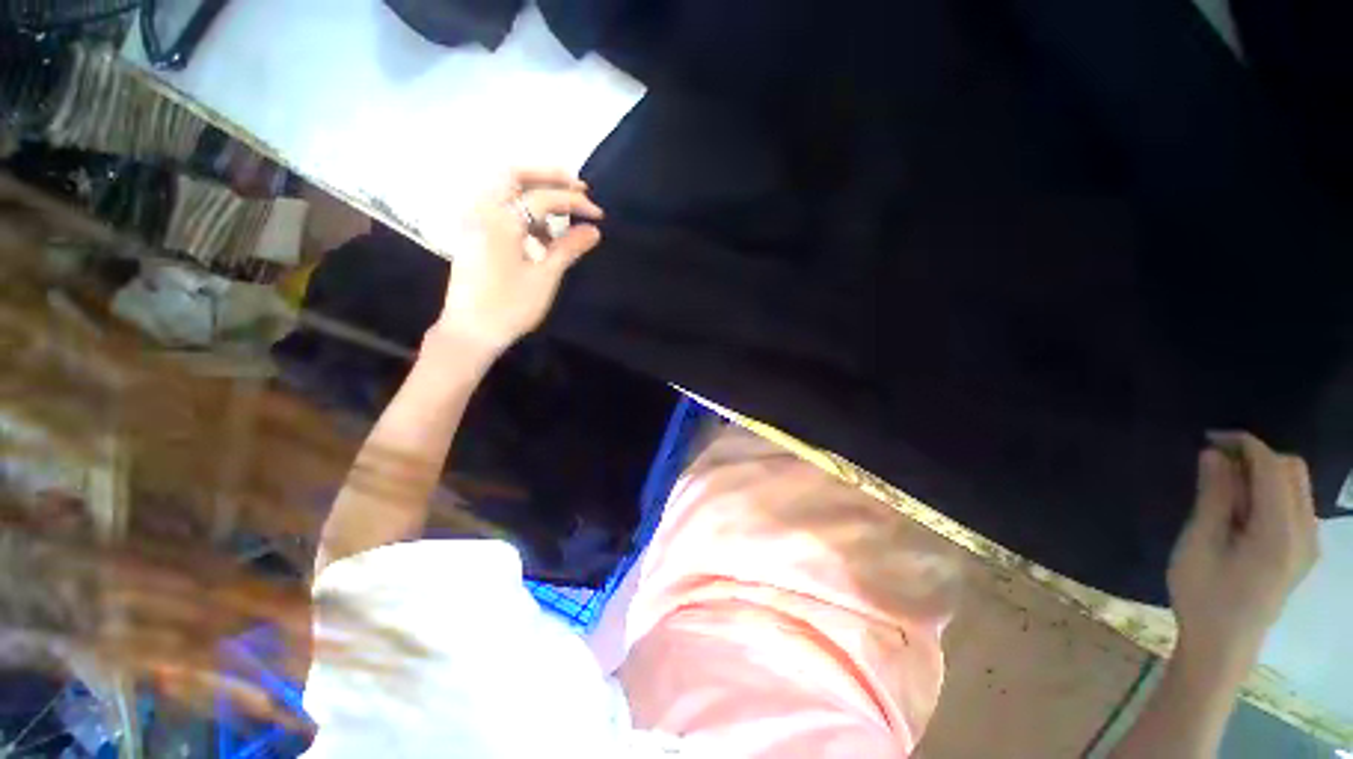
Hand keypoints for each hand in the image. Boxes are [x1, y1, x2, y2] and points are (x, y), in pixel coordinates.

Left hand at [435, 168, 604, 349]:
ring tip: (564, 207)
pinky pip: (498, 205)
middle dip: (548, 175)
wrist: (471, 331)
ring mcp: (473, 220)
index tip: (598, 214)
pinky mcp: (473, 233)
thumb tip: (594, 230)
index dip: (574, 202)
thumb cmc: (509, 307)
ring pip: (503, 187)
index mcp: (500, 221)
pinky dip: (522, 207)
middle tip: (577, 187)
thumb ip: (568, 248)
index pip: (543, 198)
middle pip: (513, 173)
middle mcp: (481, 211)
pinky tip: (542, 229)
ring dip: (534, 189)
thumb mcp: (544, 278)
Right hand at [1168, 432, 1318, 679]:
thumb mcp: (1199, 544)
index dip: (1244, 444)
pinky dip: (1269, 492)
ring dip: (1262, 474)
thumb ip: (1214, 497)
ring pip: (1295, 484)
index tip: (1208, 438)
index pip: (1273, 467)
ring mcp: (1309, 543)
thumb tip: (1215, 454)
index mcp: (1280, 533)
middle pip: (1292, 470)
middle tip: (1214, 465)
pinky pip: (1294, 503)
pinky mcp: (1303, 550)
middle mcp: (1305, 533)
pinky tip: (1242, 510)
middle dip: (1255, 456)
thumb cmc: (1203, 595)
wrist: (1223, 646)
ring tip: (1224, 490)